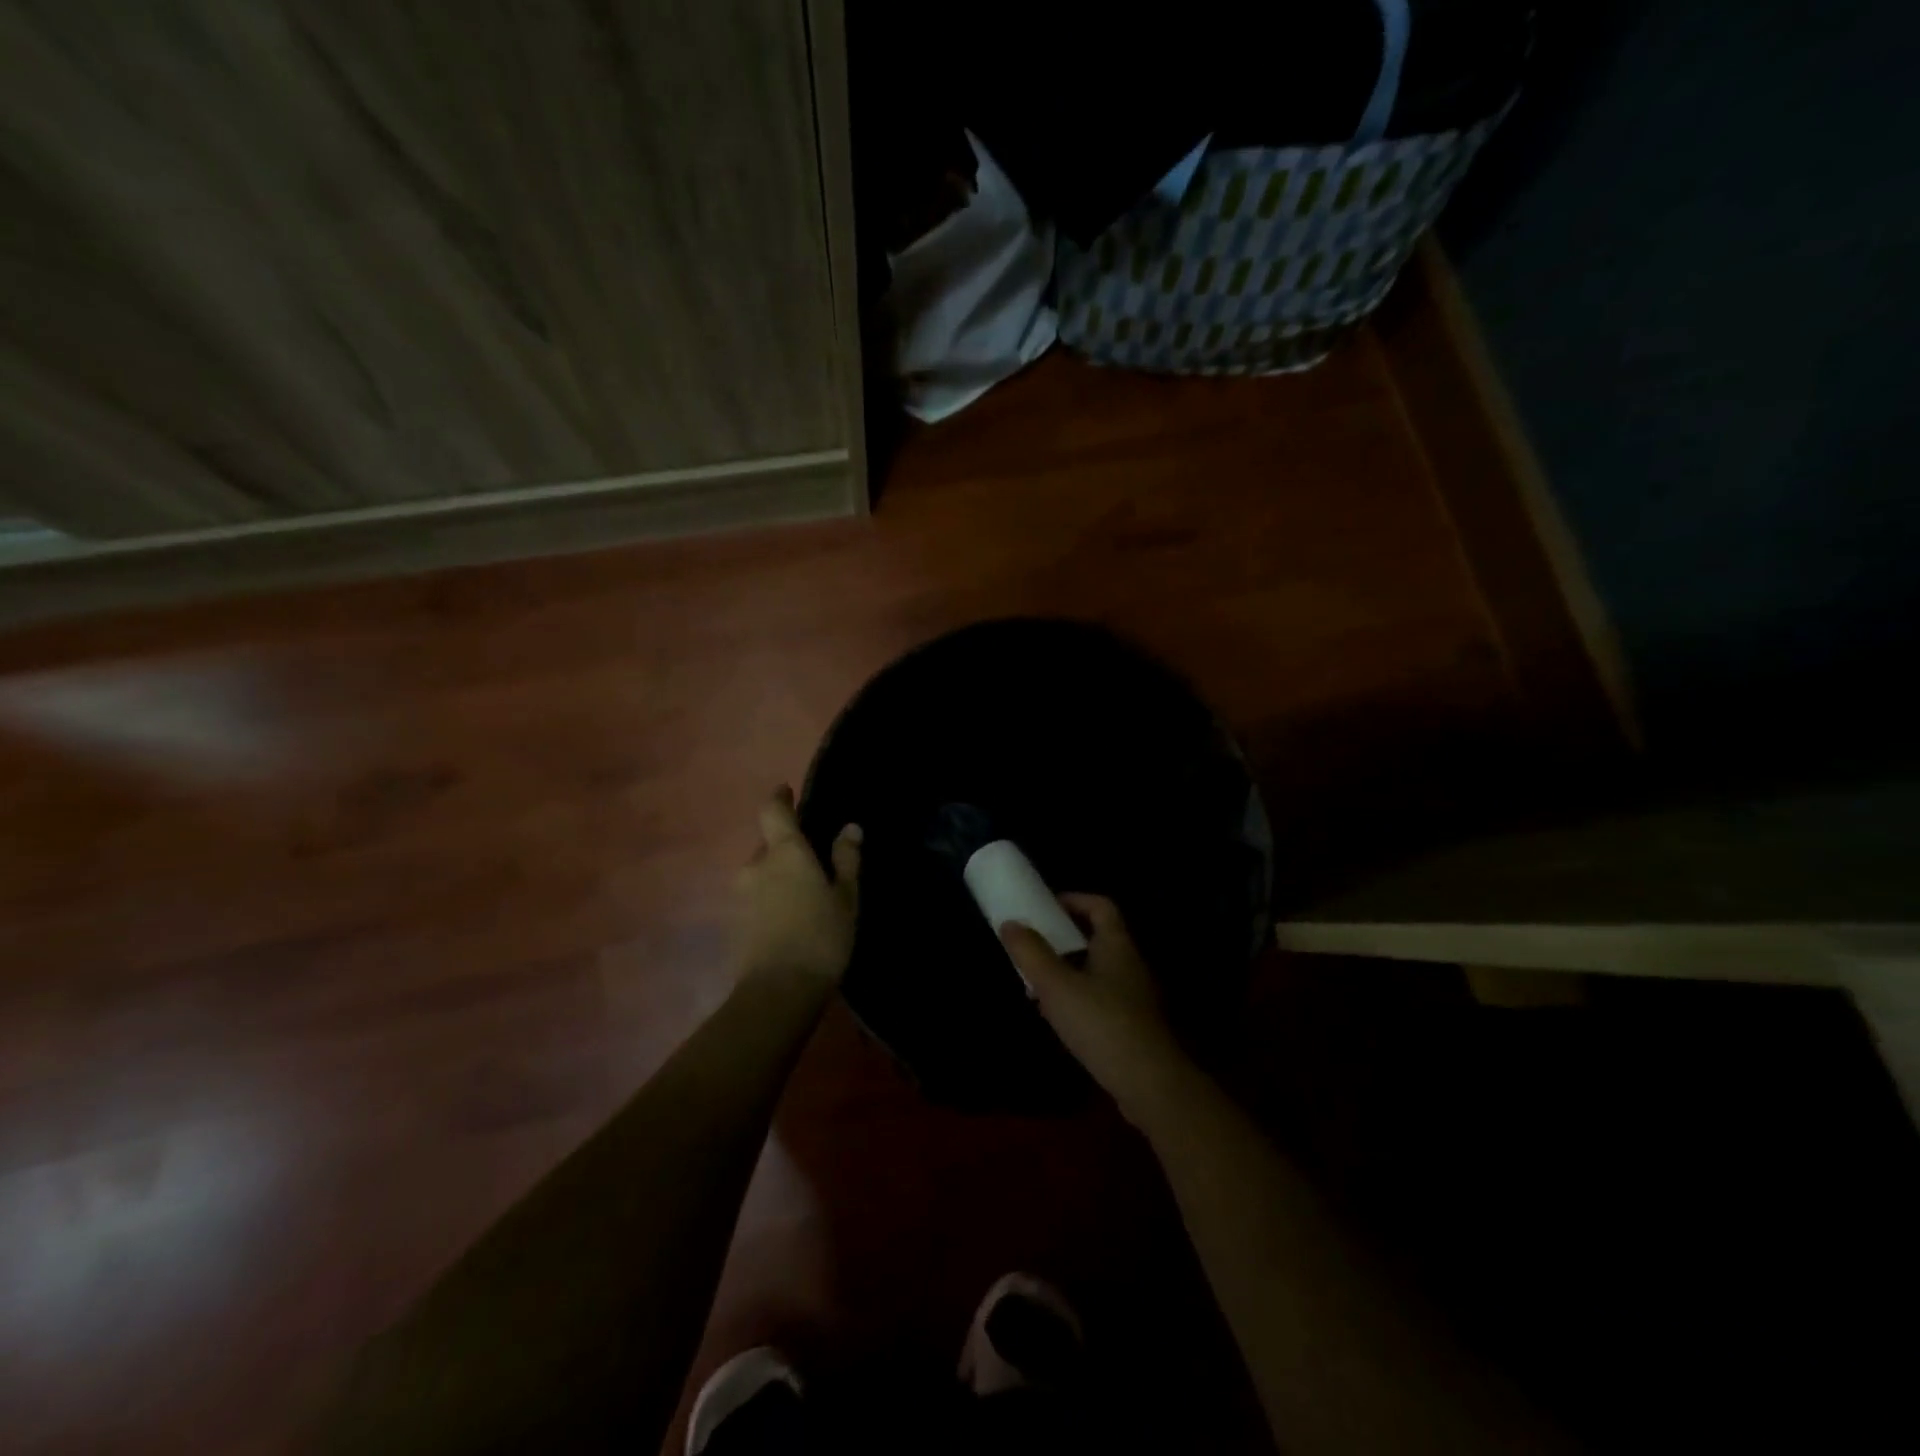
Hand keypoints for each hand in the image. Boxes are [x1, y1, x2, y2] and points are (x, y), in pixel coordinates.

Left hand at [734, 786, 861, 985]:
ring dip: (778, 877)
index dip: (779, 798)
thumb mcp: (846, 897)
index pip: (773, 810)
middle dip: (786, 849)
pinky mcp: (733, 923)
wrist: (777, 993)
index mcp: (784, 852)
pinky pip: (755, 898)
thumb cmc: (821, 936)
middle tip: (813, 864)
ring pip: (760, 874)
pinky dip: (770, 900)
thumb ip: (846, 860)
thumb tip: (850, 828)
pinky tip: (789, 920)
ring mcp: (739, 895)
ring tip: (803, 896)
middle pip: (768, 845)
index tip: (787, 792)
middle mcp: (755, 866)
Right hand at [1000, 895, 1191, 1125]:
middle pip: (1097, 938)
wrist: (1148, 1084)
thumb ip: (1031, 953)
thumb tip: (1010, 922)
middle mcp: (1130, 964)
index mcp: (1116, 945)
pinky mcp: (1133, 1025)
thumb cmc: (1101, 1023)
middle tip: (1033, 946)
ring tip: (1037, 983)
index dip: (1073, 900)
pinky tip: (1058, 1017)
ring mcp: (1134, 996)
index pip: (1100, 906)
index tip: (1044, 908)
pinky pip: (1101, 998)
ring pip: (1096, 970)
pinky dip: (1078, 997)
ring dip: (1067, 970)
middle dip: (1063, 938)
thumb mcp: (1056, 985)